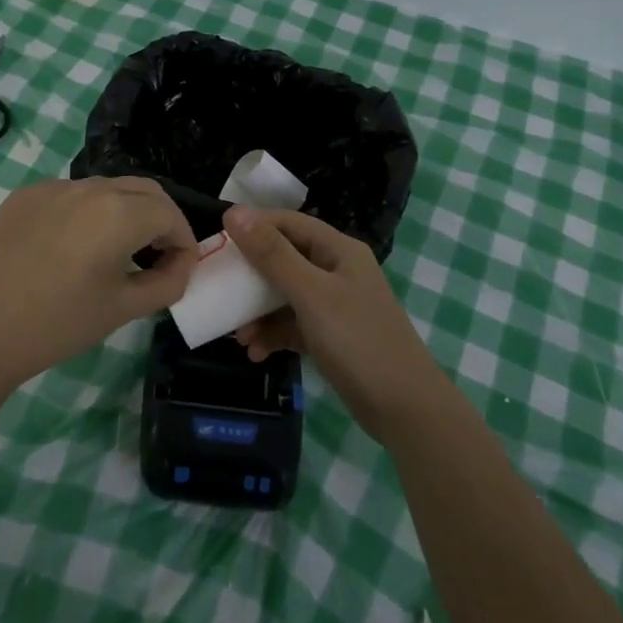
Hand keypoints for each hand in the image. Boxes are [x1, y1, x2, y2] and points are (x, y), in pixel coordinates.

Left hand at [0, 177, 197, 392]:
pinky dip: (87, 212)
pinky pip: (70, 195)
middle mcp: (88, 188)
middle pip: (143, 190)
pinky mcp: (23, 196)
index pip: (169, 213)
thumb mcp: (123, 309)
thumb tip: (181, 266)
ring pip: (106, 188)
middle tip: (159, 254)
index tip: (182, 267)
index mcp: (118, 212)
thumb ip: (166, 283)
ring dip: (124, 212)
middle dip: (160, 218)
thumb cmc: (57, 325)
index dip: (184, 240)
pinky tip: (73, 247)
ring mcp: (52, 187)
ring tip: (117, 251)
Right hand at [224, 206, 447, 445]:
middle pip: (284, 259)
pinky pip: (294, 325)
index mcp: (338, 250)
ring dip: (259, 313)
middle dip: (251, 278)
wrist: (405, 408)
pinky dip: (274, 335)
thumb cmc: (358, 340)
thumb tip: (234, 213)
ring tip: (239, 336)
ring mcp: (336, 305)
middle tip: (221, 291)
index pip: (288, 223)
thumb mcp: (311, 294)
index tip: (217, 242)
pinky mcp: (332, 336)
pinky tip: (257, 353)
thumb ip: (272, 254)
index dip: (253, 227)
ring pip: (285, 296)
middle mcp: (337, 270)